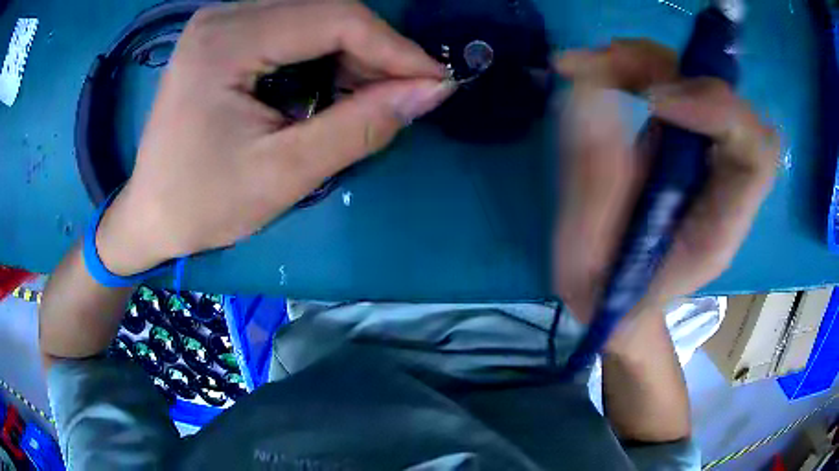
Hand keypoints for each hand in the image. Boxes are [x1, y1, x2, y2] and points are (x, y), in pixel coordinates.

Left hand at [96, 0, 452, 274]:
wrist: (150, 214)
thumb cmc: (203, 204)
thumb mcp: (284, 173)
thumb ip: (361, 126)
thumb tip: (431, 91)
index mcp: (226, 41)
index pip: (334, 18)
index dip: (395, 48)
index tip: (436, 82)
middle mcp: (223, 15)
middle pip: (326, 10)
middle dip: (374, 52)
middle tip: (402, 96)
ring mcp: (222, 21)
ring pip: (314, 16)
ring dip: (352, 52)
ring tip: (368, 97)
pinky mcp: (224, 35)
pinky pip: (293, 27)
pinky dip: (325, 53)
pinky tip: (332, 86)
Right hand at [553, 40, 778, 343]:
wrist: (616, 297)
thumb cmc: (610, 295)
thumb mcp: (595, 263)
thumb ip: (597, 185)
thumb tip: (591, 96)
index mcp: (721, 225)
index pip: (755, 153)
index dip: (719, 111)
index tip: (653, 105)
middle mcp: (722, 179)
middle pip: (726, 100)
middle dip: (667, 71)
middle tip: (603, 67)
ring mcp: (702, 152)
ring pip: (693, 80)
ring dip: (641, 62)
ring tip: (584, 65)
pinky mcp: (679, 137)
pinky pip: (668, 83)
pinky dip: (631, 67)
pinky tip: (591, 70)